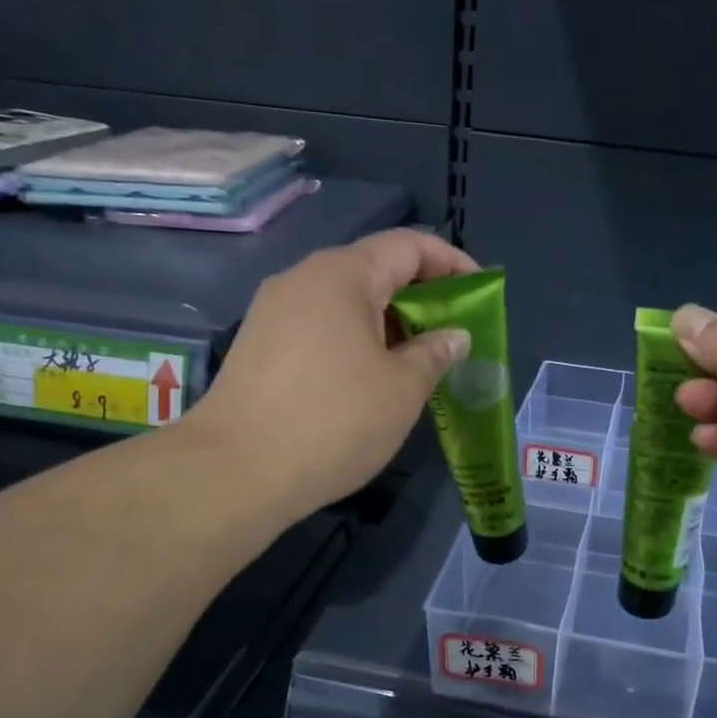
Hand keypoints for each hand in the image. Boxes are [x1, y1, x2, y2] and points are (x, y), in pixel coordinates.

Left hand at [188, 229, 477, 522]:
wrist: (235, 472)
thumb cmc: (334, 421)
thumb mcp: (403, 388)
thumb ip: (436, 352)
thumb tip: (454, 335)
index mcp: (342, 275)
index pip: (408, 246)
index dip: (452, 262)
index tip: (481, 292)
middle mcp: (303, 279)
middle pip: (375, 270)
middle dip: (421, 297)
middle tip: (453, 334)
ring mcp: (274, 312)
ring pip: (346, 301)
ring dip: (389, 323)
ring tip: (418, 361)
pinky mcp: (259, 345)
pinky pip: (321, 326)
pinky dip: (356, 340)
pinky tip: (371, 378)